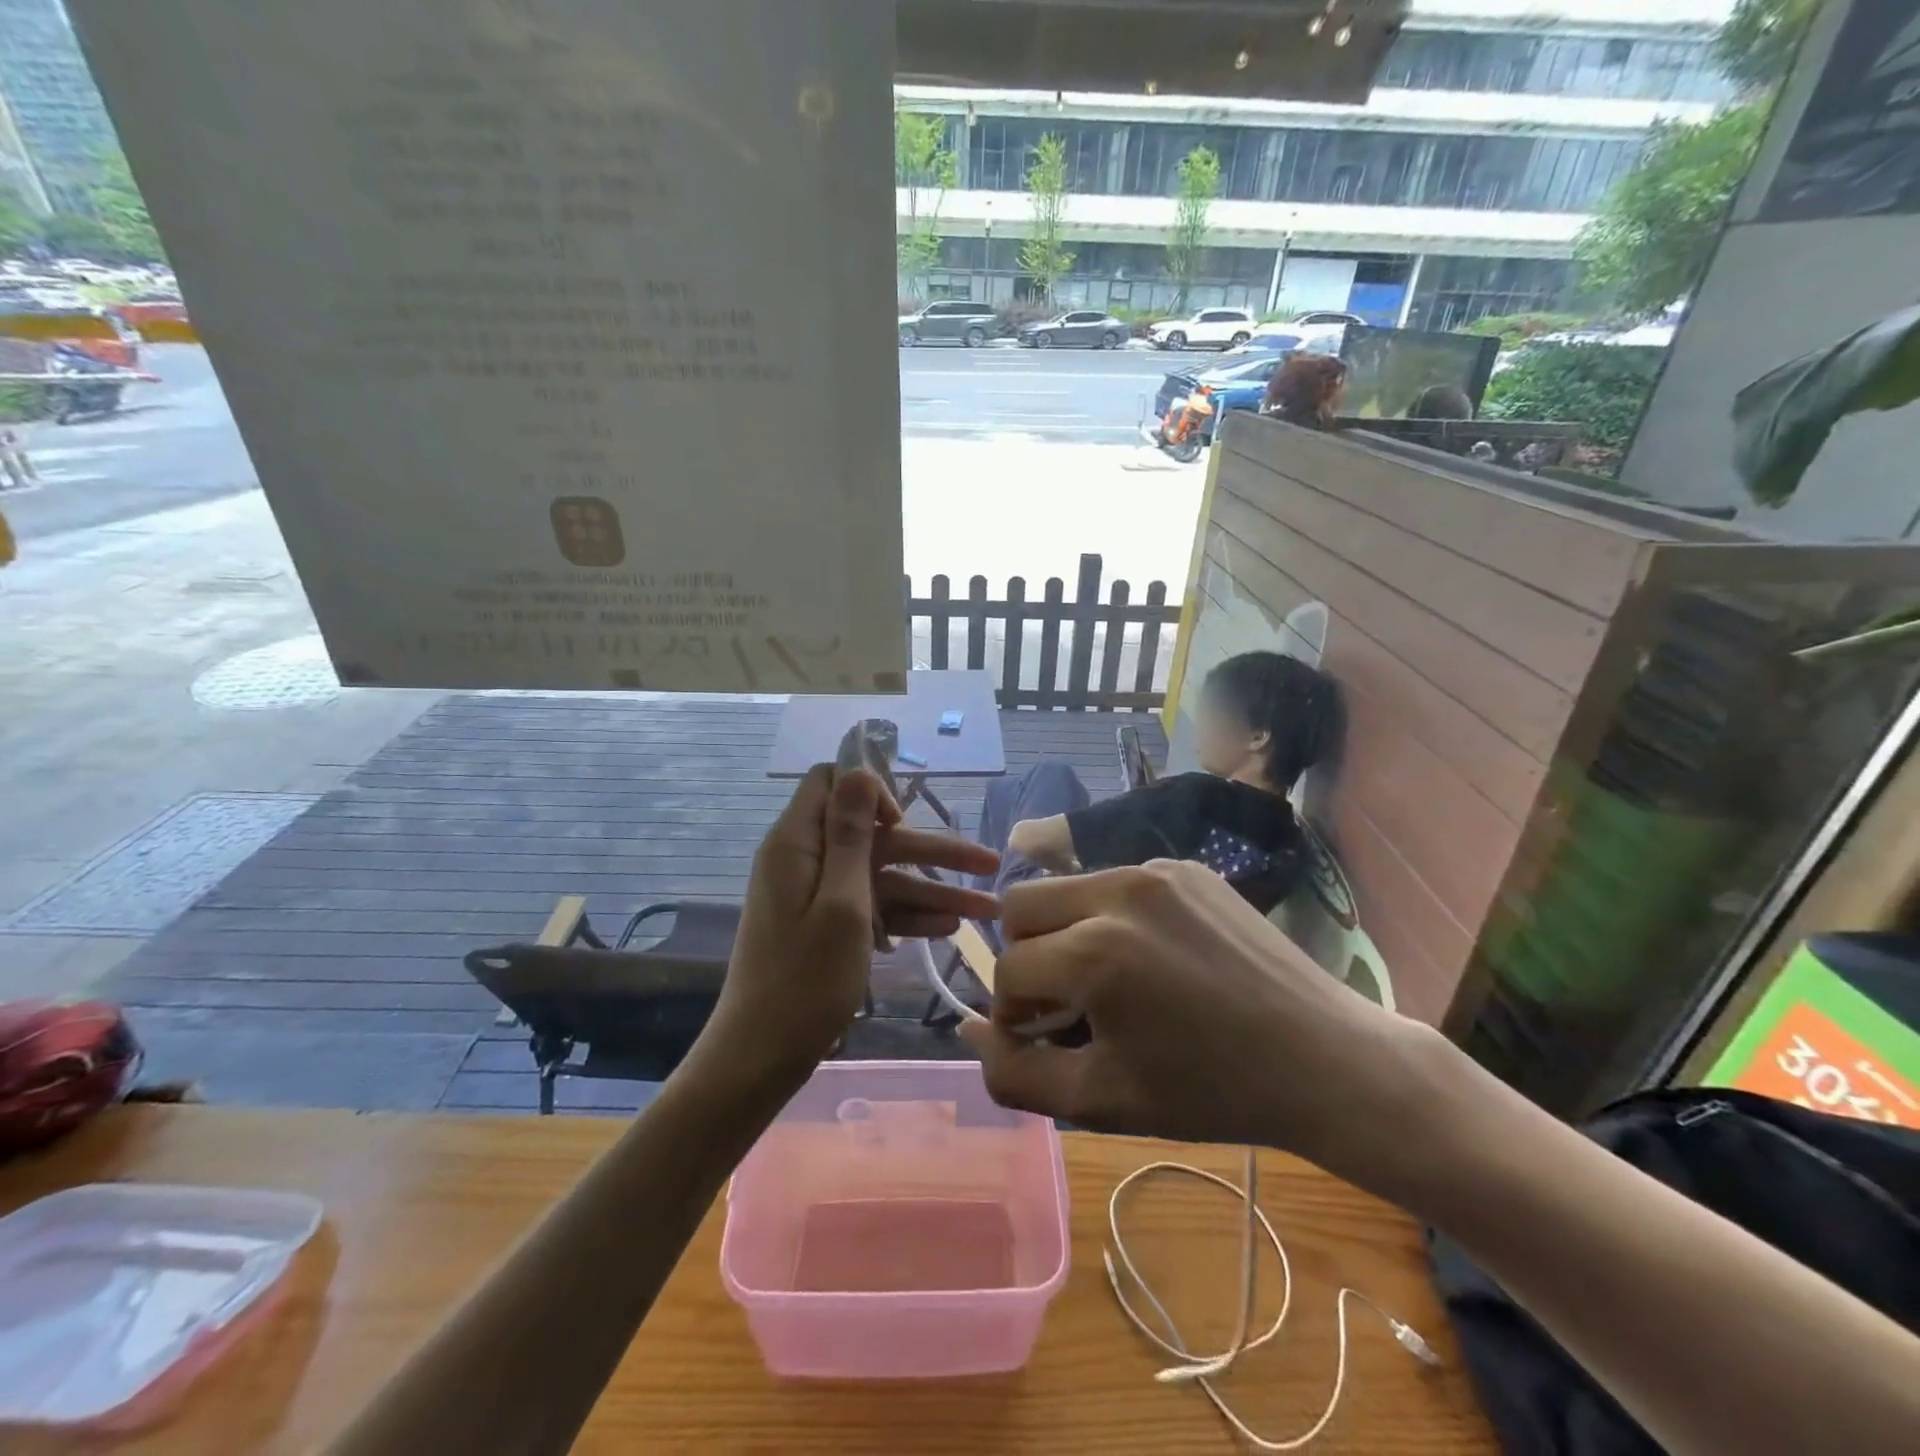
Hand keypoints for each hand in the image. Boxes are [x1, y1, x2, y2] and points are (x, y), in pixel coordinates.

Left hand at [700, 766, 999, 1088]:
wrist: (761, 1057)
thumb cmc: (803, 980)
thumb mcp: (841, 903)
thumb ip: (852, 834)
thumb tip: (858, 769)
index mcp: (797, 843)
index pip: (832, 782)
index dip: (871, 792)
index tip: (903, 823)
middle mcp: (807, 860)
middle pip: (875, 836)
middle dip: (932, 850)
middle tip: (989, 863)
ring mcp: (817, 895)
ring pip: (882, 877)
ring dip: (932, 890)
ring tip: (988, 909)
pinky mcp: (826, 926)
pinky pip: (872, 907)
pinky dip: (907, 916)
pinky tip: (950, 928)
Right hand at [962, 860, 1428, 1174]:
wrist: (1324, 1059)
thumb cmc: (1211, 1091)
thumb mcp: (1101, 1100)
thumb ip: (1016, 1074)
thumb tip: (971, 1030)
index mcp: (1096, 951)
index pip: (1009, 970)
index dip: (1015, 1014)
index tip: (1046, 1040)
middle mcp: (1118, 891)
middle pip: (1021, 907)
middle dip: (1026, 957)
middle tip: (1066, 1001)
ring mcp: (1155, 870)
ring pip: (1066, 889)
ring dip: (1065, 933)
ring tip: (1107, 980)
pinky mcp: (1185, 867)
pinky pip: (1116, 883)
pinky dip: (1110, 917)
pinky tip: (1152, 958)